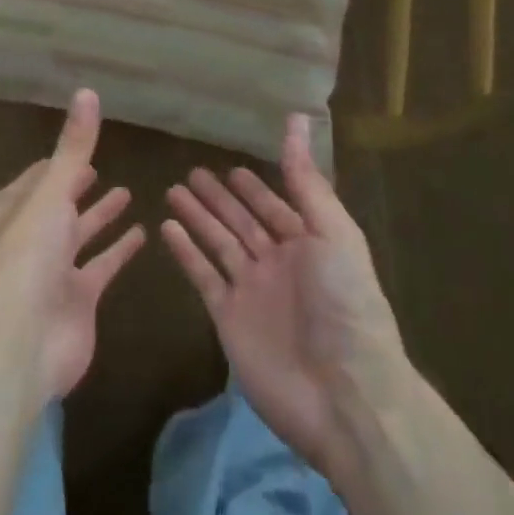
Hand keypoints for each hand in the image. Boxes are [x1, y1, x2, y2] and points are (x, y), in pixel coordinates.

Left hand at [0, 89, 145, 400]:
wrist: (23, 341)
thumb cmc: (28, 256)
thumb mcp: (52, 193)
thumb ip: (73, 147)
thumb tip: (87, 92)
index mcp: (8, 214)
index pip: (32, 181)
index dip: (52, 165)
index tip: (73, 150)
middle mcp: (27, 241)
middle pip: (55, 208)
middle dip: (75, 189)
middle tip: (97, 169)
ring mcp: (51, 273)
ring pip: (79, 236)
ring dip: (99, 216)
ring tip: (127, 192)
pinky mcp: (77, 300)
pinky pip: (101, 267)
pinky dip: (118, 250)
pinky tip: (142, 233)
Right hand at [161, 114, 404, 486]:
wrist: (345, 396)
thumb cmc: (346, 304)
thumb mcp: (333, 232)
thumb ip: (306, 179)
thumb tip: (296, 118)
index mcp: (309, 244)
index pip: (275, 206)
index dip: (254, 187)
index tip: (232, 166)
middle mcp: (279, 264)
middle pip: (242, 222)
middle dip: (219, 198)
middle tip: (191, 173)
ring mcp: (251, 292)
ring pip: (218, 244)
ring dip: (198, 217)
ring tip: (172, 191)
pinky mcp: (228, 319)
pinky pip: (203, 276)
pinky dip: (186, 252)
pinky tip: (167, 228)